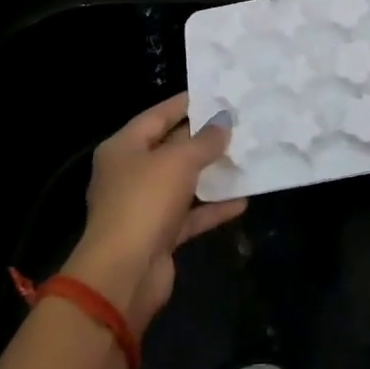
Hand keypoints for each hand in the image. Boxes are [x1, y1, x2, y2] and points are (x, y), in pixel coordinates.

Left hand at [63, 93, 245, 332]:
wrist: (123, 274)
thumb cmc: (145, 202)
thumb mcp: (179, 161)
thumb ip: (205, 140)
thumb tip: (224, 122)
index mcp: (123, 148)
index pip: (158, 115)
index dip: (187, 104)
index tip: (218, 94)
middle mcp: (130, 173)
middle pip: (171, 148)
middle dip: (203, 138)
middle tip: (239, 124)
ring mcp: (144, 205)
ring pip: (182, 182)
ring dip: (211, 173)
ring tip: (245, 157)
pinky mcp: (159, 234)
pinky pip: (190, 214)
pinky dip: (213, 208)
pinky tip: (242, 200)